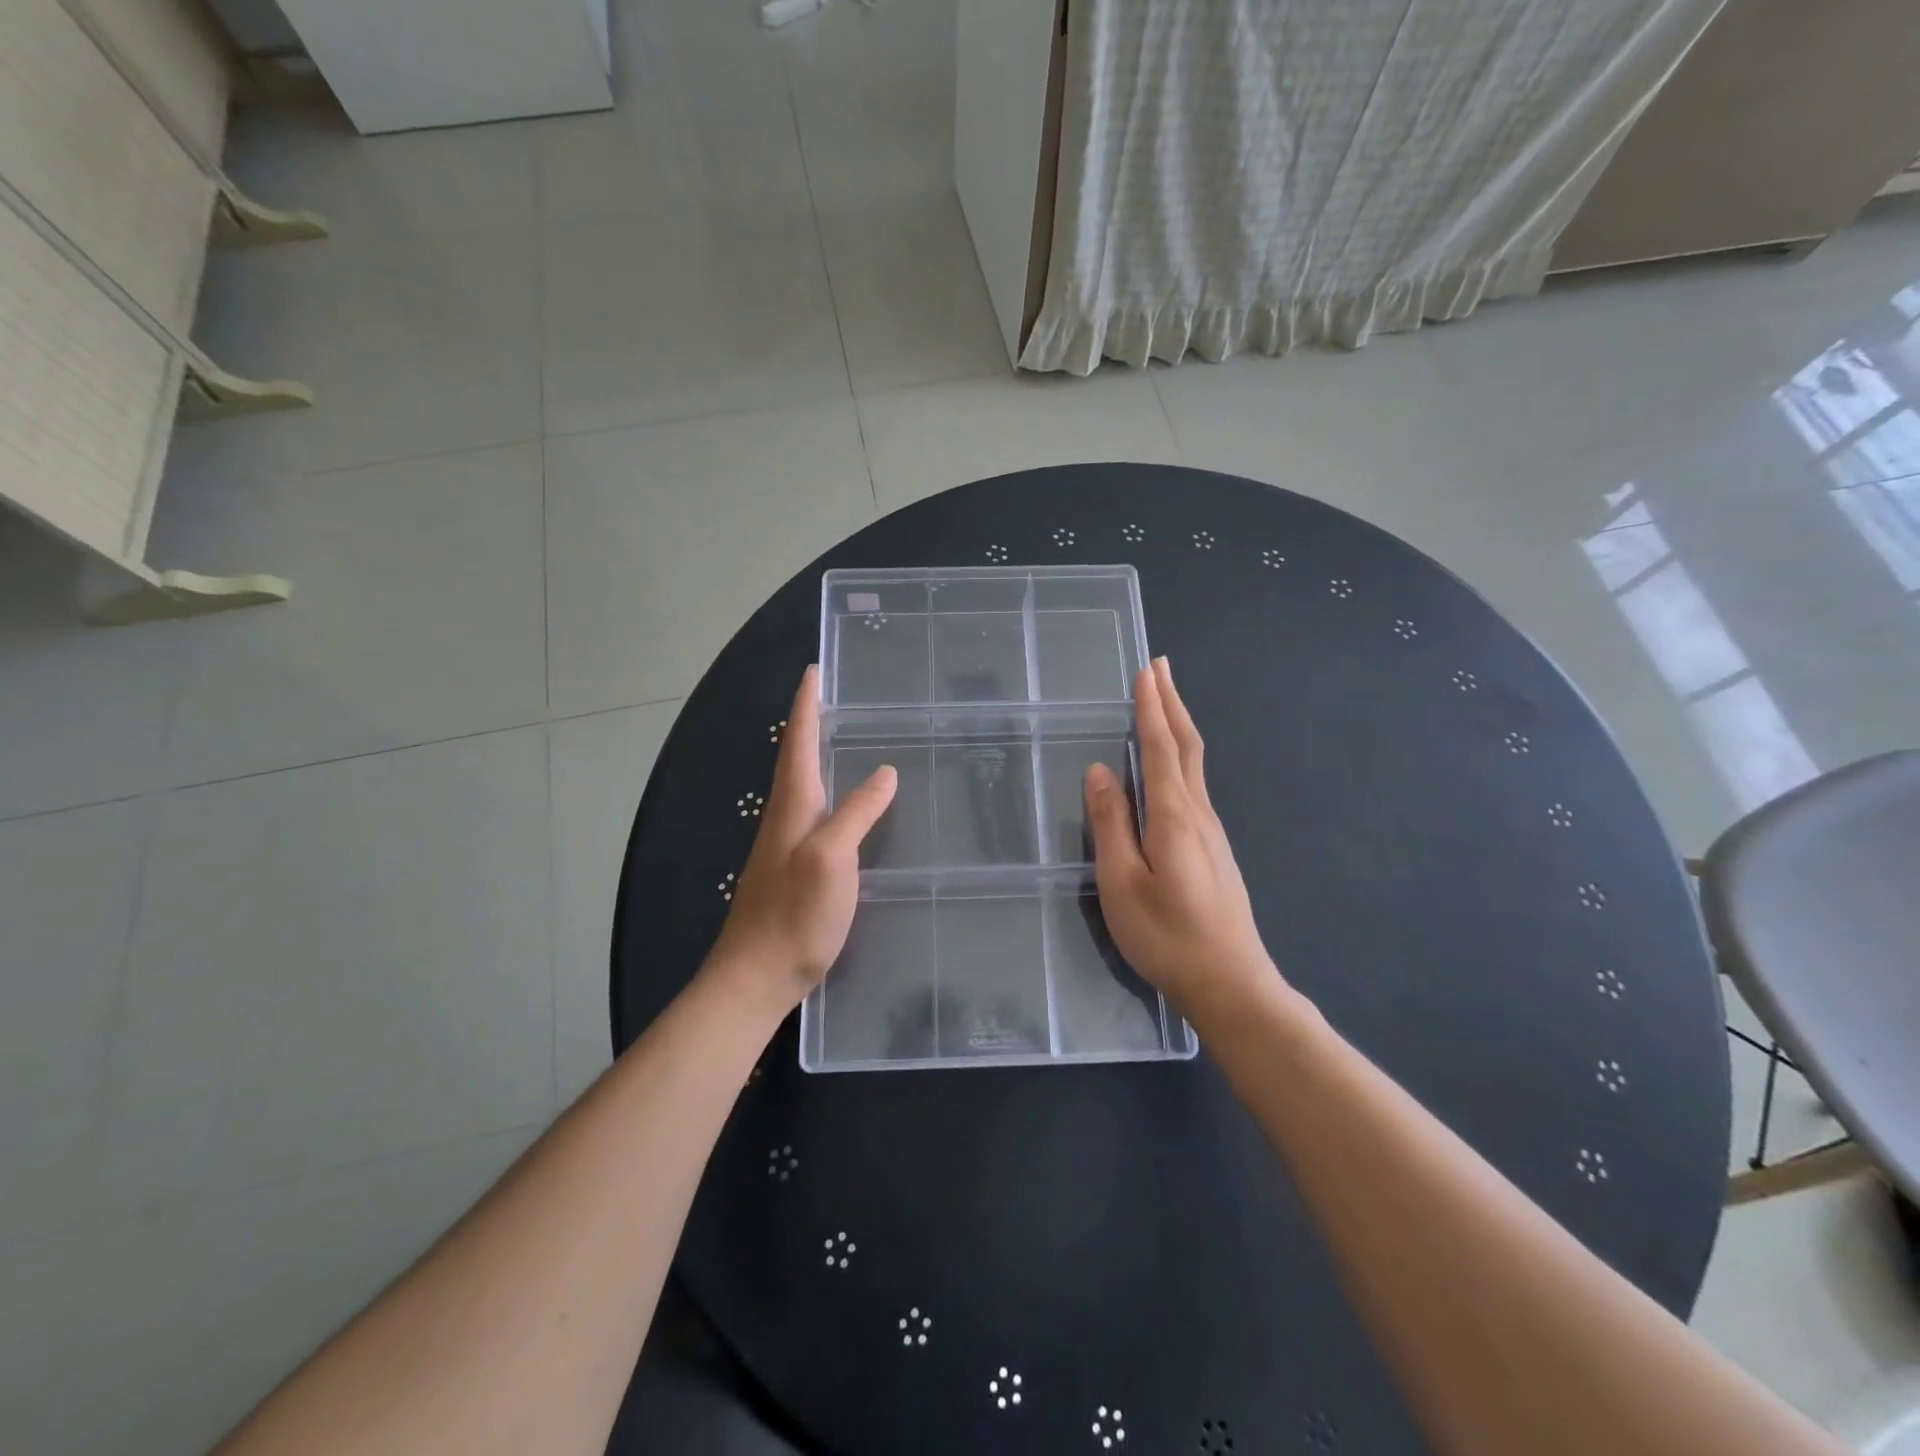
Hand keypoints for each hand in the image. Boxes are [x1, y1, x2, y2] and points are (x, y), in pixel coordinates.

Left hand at [709, 665, 896, 1009]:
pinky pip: (810, 814)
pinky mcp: (792, 870)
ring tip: (839, 739)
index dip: (806, 706)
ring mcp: (785, 845)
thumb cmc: (794, 914)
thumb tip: (884, 771)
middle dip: (810, 723)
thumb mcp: (832, 858)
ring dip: (814, 755)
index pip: (798, 743)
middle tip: (833, 698)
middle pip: (795, 759)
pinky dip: (825, 792)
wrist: (755, 977)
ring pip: (801, 786)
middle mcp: (784, 818)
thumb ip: (856, 812)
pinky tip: (842, 806)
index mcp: (792, 807)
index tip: (813, 671)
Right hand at [1084, 657, 1282, 1018]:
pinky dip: (1181, 756)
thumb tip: (1100, 771)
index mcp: (1174, 815)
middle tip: (1160, 667)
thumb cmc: (1167, 935)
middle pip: (1186, 745)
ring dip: (1178, 725)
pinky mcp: (1214, 849)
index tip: (1146, 671)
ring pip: (1194, 764)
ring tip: (1164, 702)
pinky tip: (1172, 764)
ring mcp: (1212, 831)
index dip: (1151, 707)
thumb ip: (1111, 824)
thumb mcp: (1122, 882)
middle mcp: (1198, 813)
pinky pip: (1195, 785)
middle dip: (1171, 703)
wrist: (1231, 982)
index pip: (1160, 747)